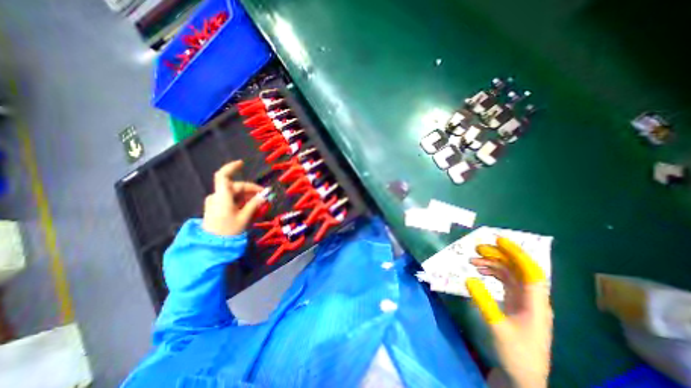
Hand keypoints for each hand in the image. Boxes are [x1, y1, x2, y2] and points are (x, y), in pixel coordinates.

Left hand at [201, 160, 264, 235]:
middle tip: (264, 196)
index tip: (242, 164)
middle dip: (251, 190)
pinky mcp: (217, 208)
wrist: (212, 246)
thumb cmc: (229, 231)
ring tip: (259, 203)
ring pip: (234, 194)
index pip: (223, 176)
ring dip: (247, 196)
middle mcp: (217, 197)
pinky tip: (250, 207)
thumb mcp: (244, 217)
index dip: (232, 167)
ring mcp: (216, 202)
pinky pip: (231, 200)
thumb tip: (264, 195)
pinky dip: (241, 201)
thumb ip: (254, 204)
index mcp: (222, 197)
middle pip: (235, 187)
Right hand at [467, 236, 553, 387]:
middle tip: (477, 248)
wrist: (522, 377)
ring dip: (492, 264)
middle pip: (518, 269)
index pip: (530, 272)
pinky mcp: (515, 303)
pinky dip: (492, 273)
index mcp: (536, 304)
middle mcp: (532, 299)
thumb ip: (483, 301)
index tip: (498, 241)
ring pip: (510, 274)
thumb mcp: (497, 327)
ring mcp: (524, 301)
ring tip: (473, 260)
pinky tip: (479, 271)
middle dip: (498, 255)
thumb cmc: (515, 354)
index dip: (516, 254)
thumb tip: (469, 278)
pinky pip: (504, 282)